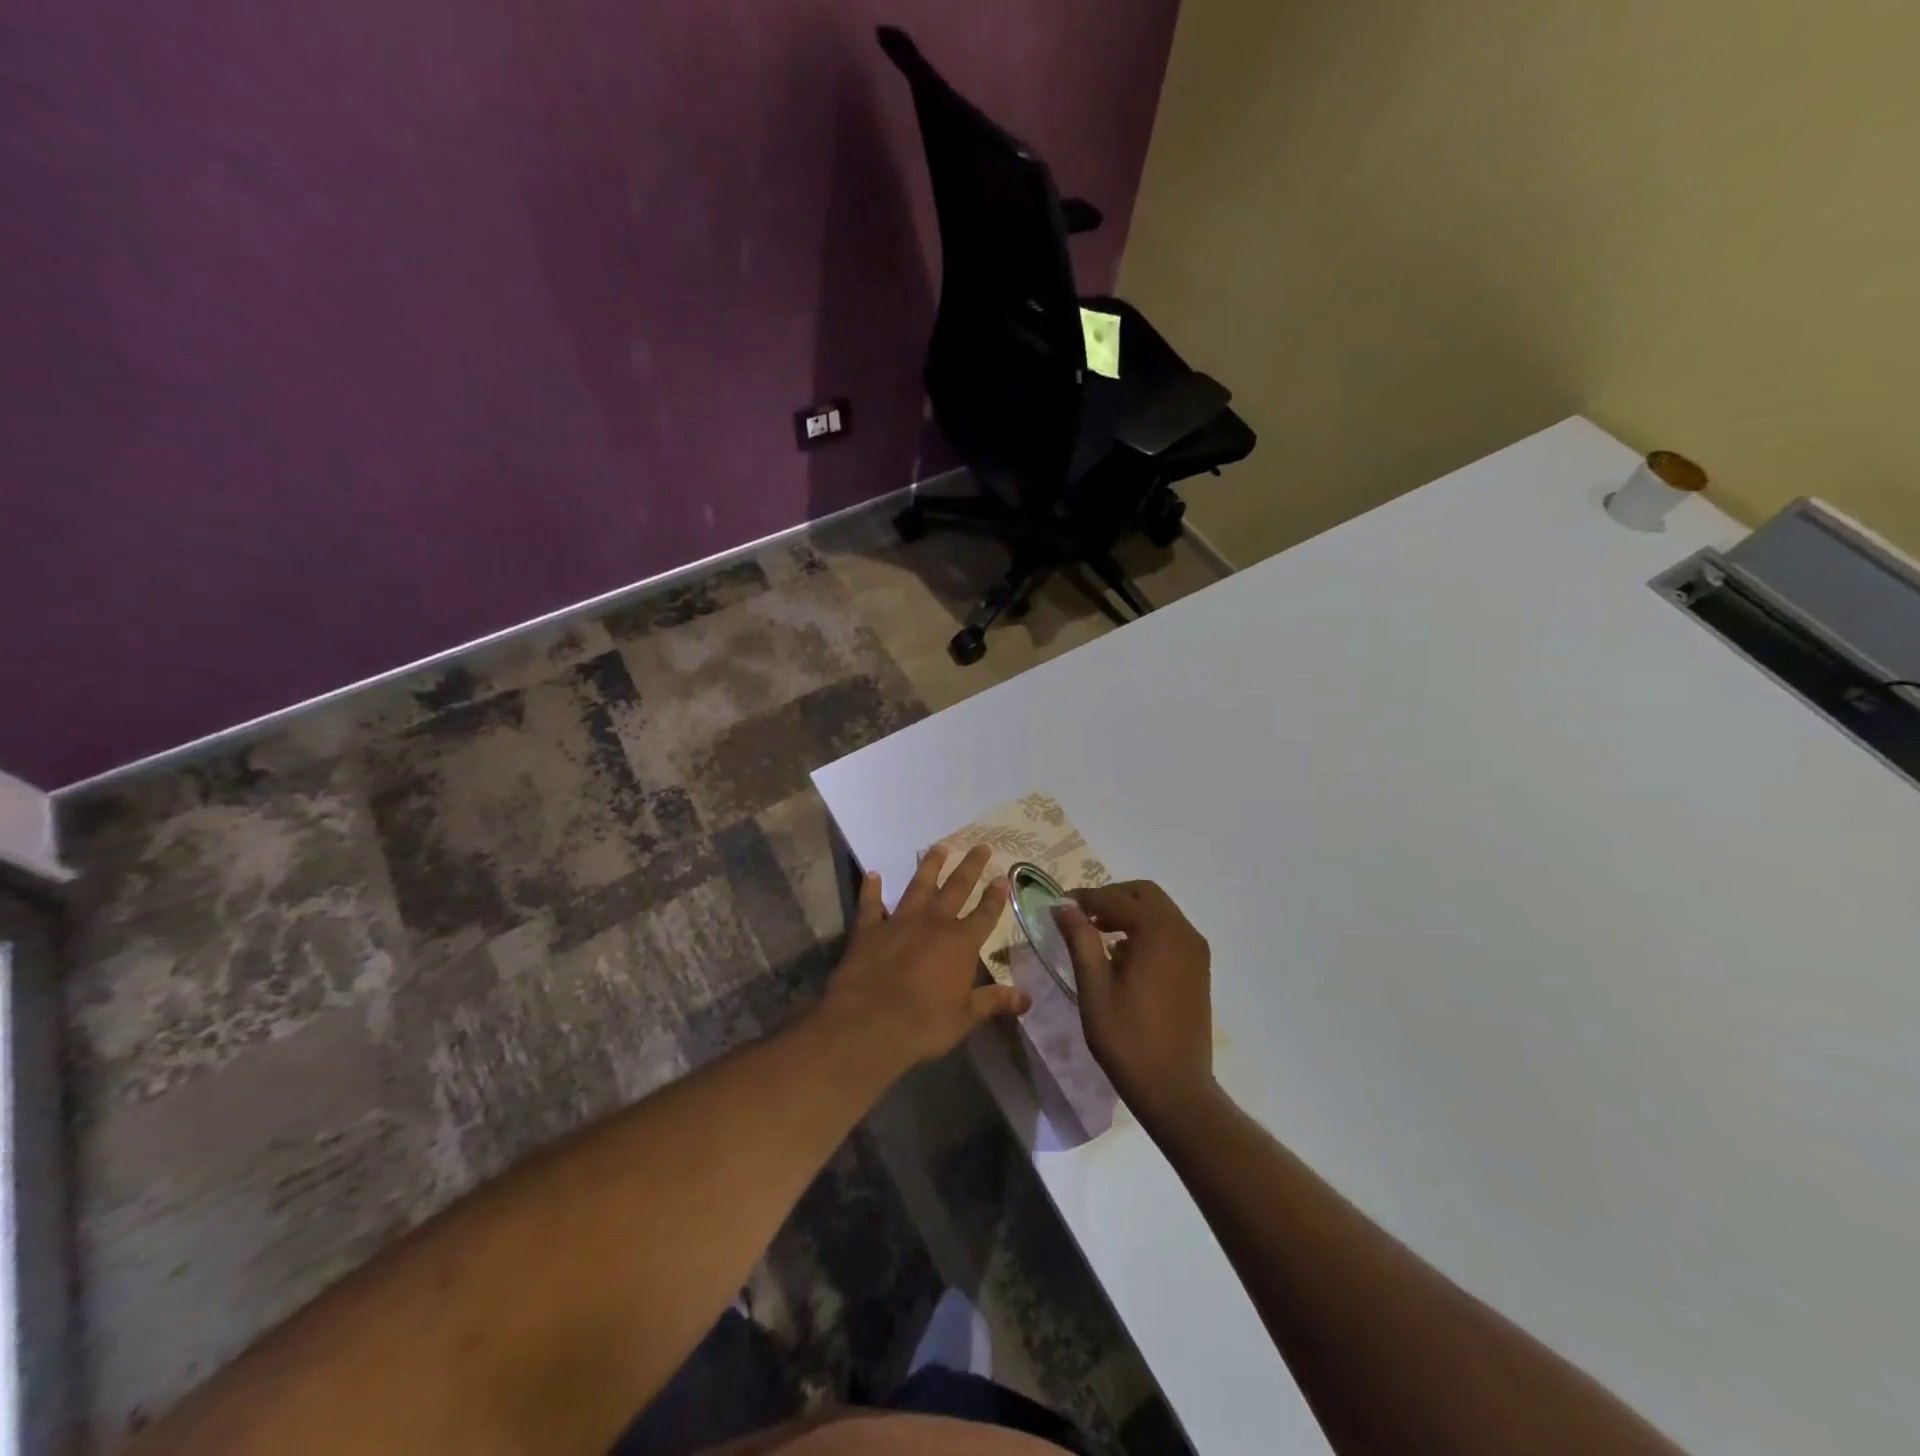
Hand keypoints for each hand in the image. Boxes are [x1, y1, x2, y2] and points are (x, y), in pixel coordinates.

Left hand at [821, 843, 1029, 1077]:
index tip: (1002, 877)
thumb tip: (1027, 998)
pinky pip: (871, 904)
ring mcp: (900, 922)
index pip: (985, 914)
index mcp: (961, 943)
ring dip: (929, 866)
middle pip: (956, 888)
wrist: (868, 1023)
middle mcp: (933, 923)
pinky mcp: (869, 929)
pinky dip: (871, 889)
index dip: (995, 896)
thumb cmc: (923, 1023)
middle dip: (970, 867)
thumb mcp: (966, 1017)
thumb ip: (994, 1001)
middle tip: (981, 846)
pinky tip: (873, 874)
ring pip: (918, 886)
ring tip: (938, 847)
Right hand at [1055, 881, 1215, 1126]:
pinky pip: (1170, 931)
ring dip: (1129, 912)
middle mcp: (1183, 932)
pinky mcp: (1199, 968)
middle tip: (1081, 916)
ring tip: (1097, 933)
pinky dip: (1146, 929)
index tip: (1059, 905)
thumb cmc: (1128, 1038)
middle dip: (1111, 897)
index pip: (1116, 899)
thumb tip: (1064, 906)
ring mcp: (1195, 950)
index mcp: (1158, 932)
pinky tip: (1123, 954)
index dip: (1085, 898)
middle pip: (1144, 894)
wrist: (1175, 1089)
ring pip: (1159, 911)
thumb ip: (1080, 939)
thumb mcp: (1094, 987)